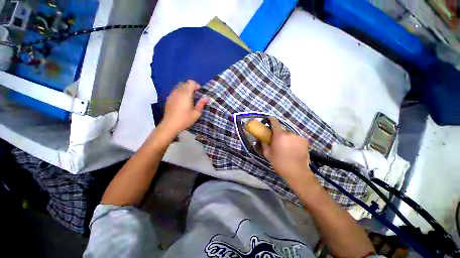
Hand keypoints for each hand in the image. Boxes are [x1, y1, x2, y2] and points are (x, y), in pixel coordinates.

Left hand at [162, 80, 207, 132]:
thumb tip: (206, 98)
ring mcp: (172, 95)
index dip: (196, 85)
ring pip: (178, 87)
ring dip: (184, 90)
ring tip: (188, 98)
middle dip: (190, 87)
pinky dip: (179, 93)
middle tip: (195, 95)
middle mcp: (178, 92)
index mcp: (186, 94)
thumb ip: (201, 104)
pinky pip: (175, 92)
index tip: (199, 92)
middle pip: (184, 83)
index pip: (190, 82)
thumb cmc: (185, 119)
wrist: (170, 125)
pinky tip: (181, 102)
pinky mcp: (168, 99)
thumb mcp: (196, 113)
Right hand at [262, 118, 311, 179]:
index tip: (268, 120)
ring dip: (287, 138)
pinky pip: (296, 138)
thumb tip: (261, 138)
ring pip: (289, 134)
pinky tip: (293, 149)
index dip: (271, 120)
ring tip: (286, 147)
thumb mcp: (267, 153)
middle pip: (282, 130)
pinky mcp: (305, 141)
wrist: (296, 172)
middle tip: (277, 141)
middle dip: (279, 134)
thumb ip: (263, 143)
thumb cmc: (279, 163)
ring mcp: (298, 136)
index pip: (275, 122)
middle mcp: (290, 133)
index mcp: (280, 135)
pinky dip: (293, 141)